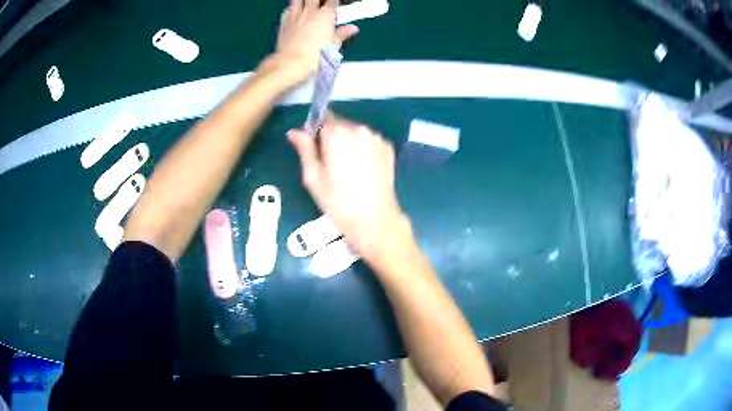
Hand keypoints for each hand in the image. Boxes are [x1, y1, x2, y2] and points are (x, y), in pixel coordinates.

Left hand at [266, 0, 358, 85]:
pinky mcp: (283, 22)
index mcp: (325, 14)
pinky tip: (294, 12)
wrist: (290, 63)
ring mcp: (295, 15)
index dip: (335, 1)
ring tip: (307, 5)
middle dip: (319, 0)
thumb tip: (353, 29)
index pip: (332, 0)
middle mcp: (310, 11)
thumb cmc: (315, 55)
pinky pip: (287, 9)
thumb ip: (342, 34)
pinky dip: (291, 8)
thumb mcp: (333, 46)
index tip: (337, 4)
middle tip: (322, 4)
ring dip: (303, 1)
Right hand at [288, 115, 411, 259]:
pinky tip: (362, 170)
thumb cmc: (338, 202)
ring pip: (355, 133)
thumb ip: (304, 149)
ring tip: (348, 170)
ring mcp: (377, 138)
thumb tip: (294, 132)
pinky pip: (369, 141)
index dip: (316, 133)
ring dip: (348, 144)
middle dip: (332, 139)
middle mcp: (359, 129)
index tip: (316, 152)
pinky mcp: (388, 148)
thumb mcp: (313, 177)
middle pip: (340, 125)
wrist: (375, 220)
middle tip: (331, 166)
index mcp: (338, 133)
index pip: (322, 119)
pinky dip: (363, 149)